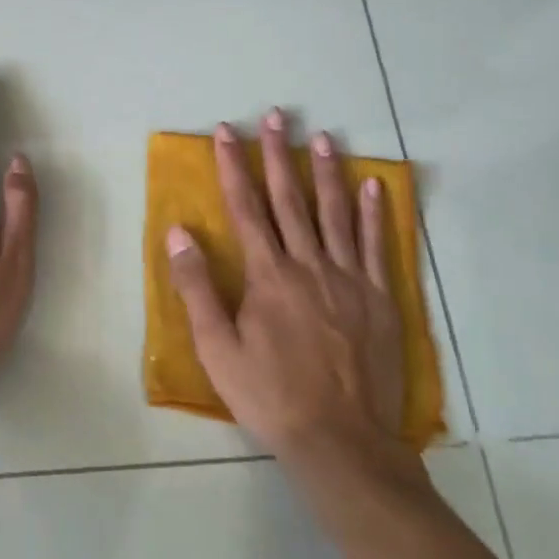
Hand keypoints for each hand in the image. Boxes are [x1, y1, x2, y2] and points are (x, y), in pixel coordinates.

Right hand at [166, 113, 414, 475]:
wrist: (341, 443)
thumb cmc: (269, 395)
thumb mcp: (216, 347)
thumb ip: (197, 286)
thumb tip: (178, 232)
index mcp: (268, 275)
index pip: (246, 207)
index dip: (234, 166)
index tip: (227, 131)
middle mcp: (309, 265)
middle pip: (290, 199)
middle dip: (279, 154)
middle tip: (275, 116)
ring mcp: (349, 280)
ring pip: (336, 214)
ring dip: (327, 172)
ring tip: (323, 137)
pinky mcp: (380, 300)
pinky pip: (377, 246)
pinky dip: (376, 213)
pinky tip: (375, 186)